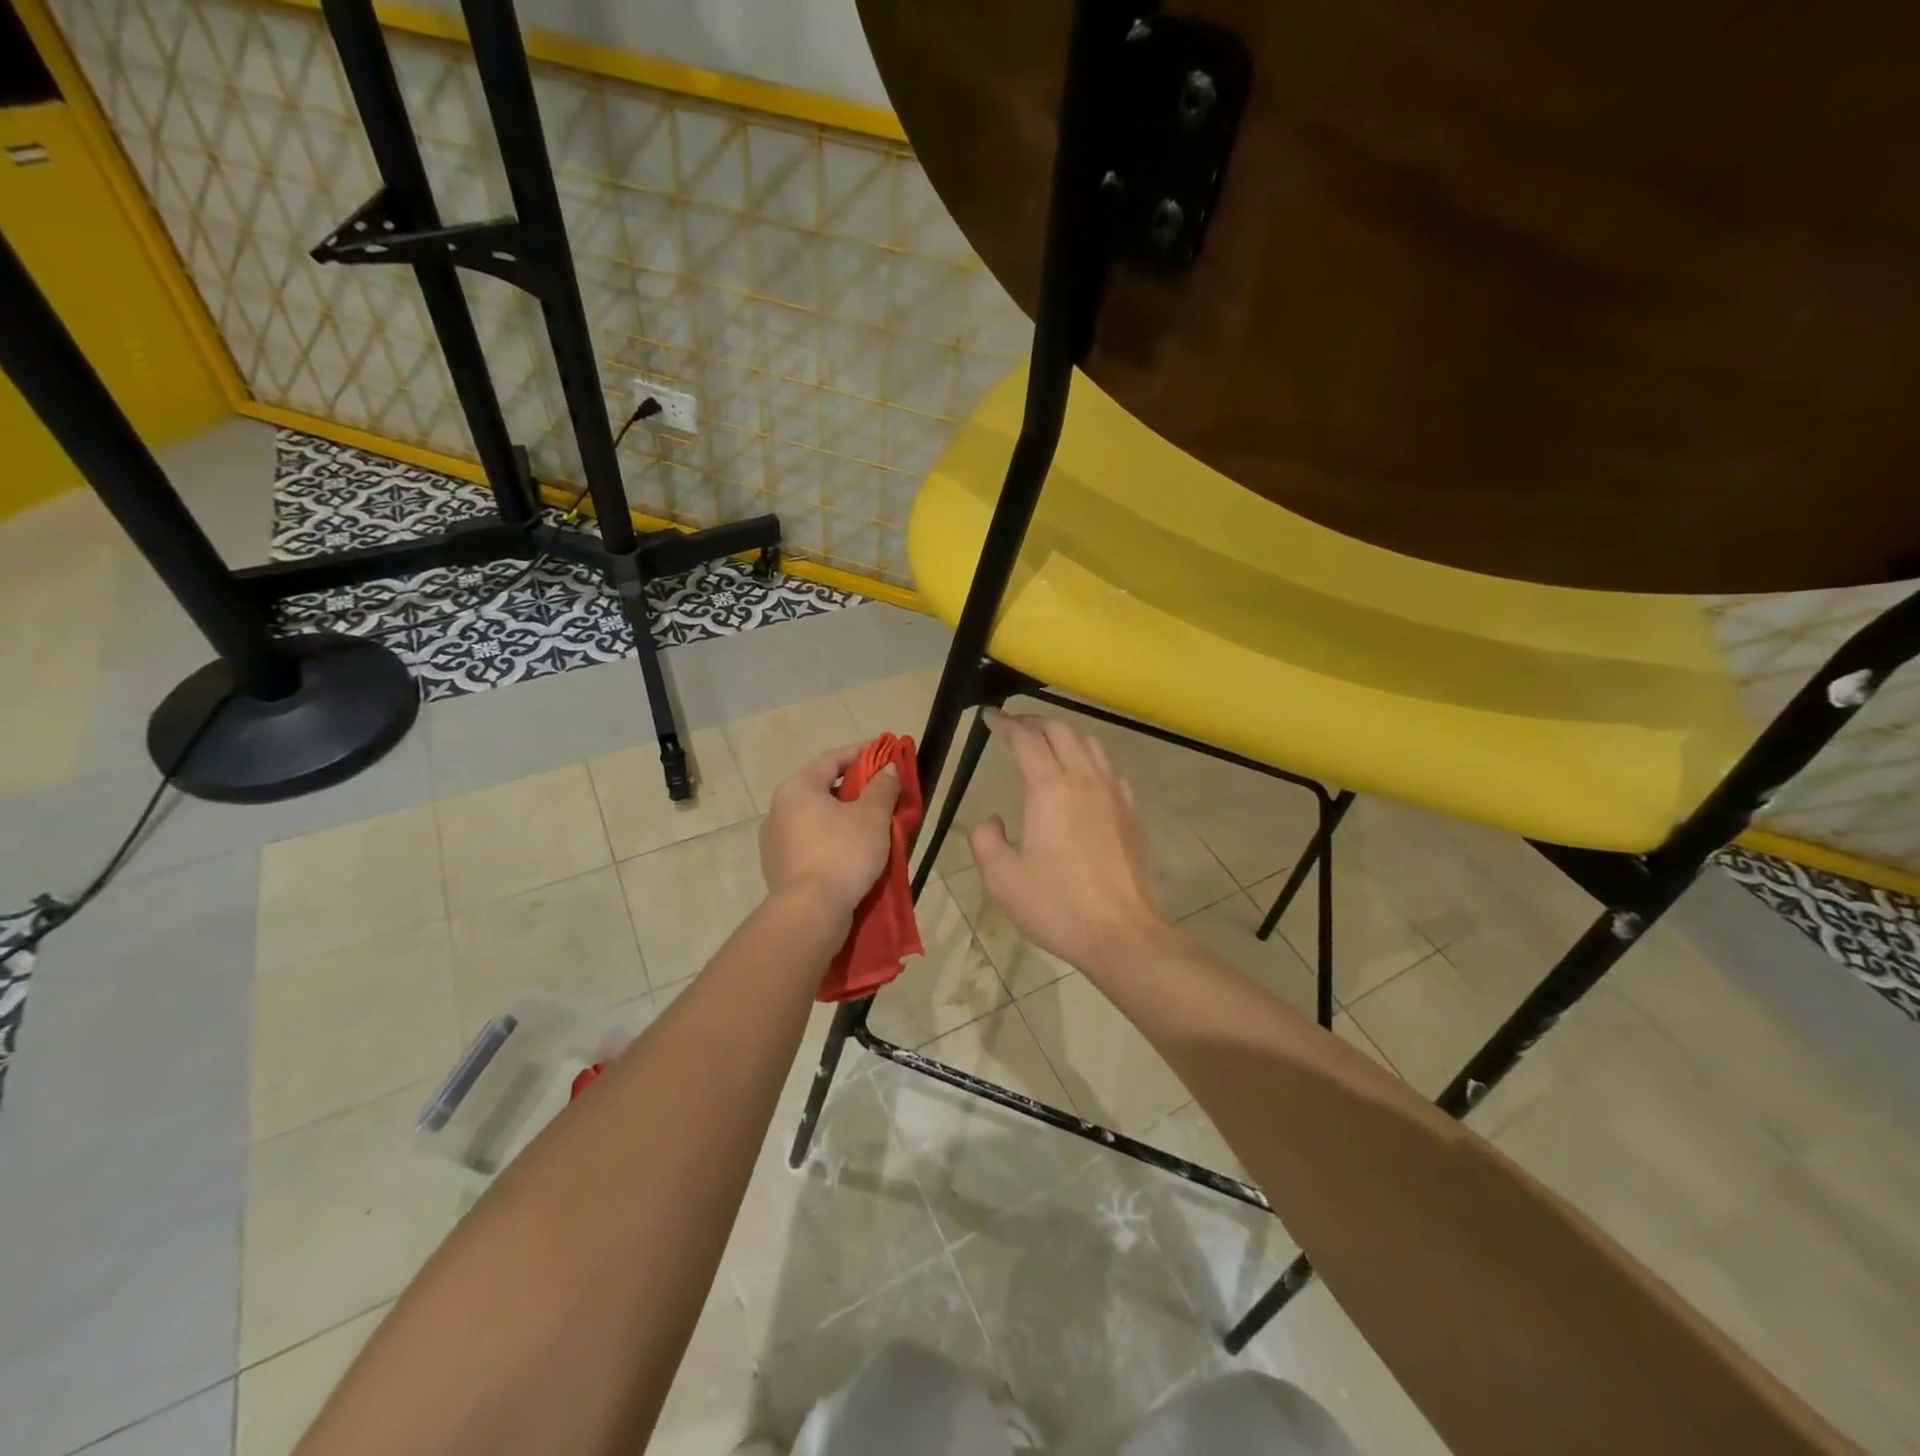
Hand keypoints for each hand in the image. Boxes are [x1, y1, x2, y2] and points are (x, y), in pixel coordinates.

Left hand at [760, 745, 900, 918]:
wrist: (811, 913)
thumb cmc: (843, 853)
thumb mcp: (872, 816)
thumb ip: (882, 788)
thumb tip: (888, 768)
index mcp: (797, 789)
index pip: (831, 759)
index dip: (860, 753)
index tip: (884, 752)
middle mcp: (779, 810)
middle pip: (821, 788)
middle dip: (853, 788)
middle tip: (881, 790)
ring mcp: (775, 842)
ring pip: (816, 819)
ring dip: (842, 817)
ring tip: (870, 824)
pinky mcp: (779, 869)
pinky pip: (811, 844)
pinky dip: (832, 841)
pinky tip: (852, 852)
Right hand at [970, 712, 1172, 974]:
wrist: (1122, 933)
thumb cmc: (1057, 906)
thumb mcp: (1002, 878)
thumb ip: (986, 840)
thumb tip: (992, 820)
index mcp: (1050, 789)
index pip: (1025, 740)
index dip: (1005, 723)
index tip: (991, 716)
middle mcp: (1085, 780)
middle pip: (1062, 731)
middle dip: (1035, 722)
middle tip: (1015, 727)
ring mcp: (1114, 795)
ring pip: (1092, 745)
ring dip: (1066, 736)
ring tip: (1049, 746)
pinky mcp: (1132, 814)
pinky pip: (1111, 771)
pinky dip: (1092, 761)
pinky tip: (1085, 780)